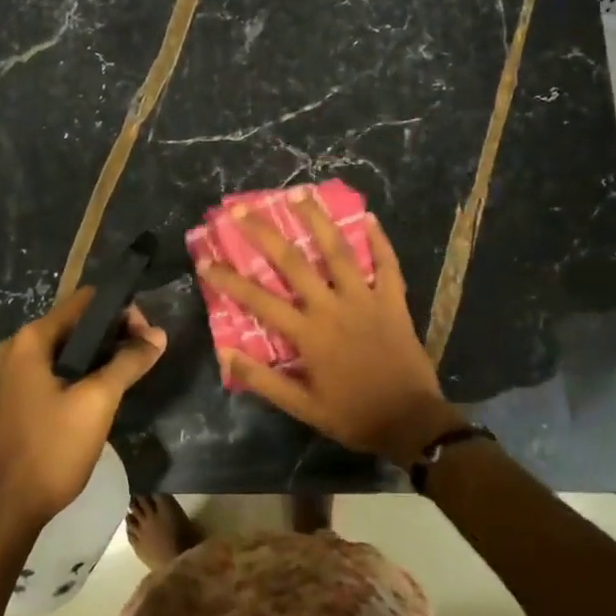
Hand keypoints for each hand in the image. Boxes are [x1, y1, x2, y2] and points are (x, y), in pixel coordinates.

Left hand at [0, 288, 165, 533]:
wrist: (7, 509)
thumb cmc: (52, 449)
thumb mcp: (97, 402)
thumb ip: (129, 362)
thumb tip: (158, 334)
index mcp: (32, 339)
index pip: (86, 301)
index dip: (121, 311)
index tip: (147, 337)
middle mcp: (19, 347)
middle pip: (78, 323)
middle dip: (114, 334)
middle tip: (144, 357)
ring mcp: (16, 374)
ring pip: (70, 349)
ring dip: (102, 355)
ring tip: (131, 375)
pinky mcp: (20, 397)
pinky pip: (59, 370)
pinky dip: (84, 372)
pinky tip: (104, 393)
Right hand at [197, 197, 461, 466]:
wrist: (411, 423)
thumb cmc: (352, 415)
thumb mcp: (302, 408)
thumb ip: (264, 381)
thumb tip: (226, 354)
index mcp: (308, 333)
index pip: (258, 299)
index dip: (228, 279)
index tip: (205, 260)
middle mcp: (332, 307)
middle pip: (293, 262)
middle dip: (263, 233)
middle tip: (241, 209)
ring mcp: (365, 299)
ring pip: (338, 250)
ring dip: (317, 219)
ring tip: (299, 192)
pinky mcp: (393, 301)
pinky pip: (387, 264)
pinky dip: (379, 240)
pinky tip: (369, 217)